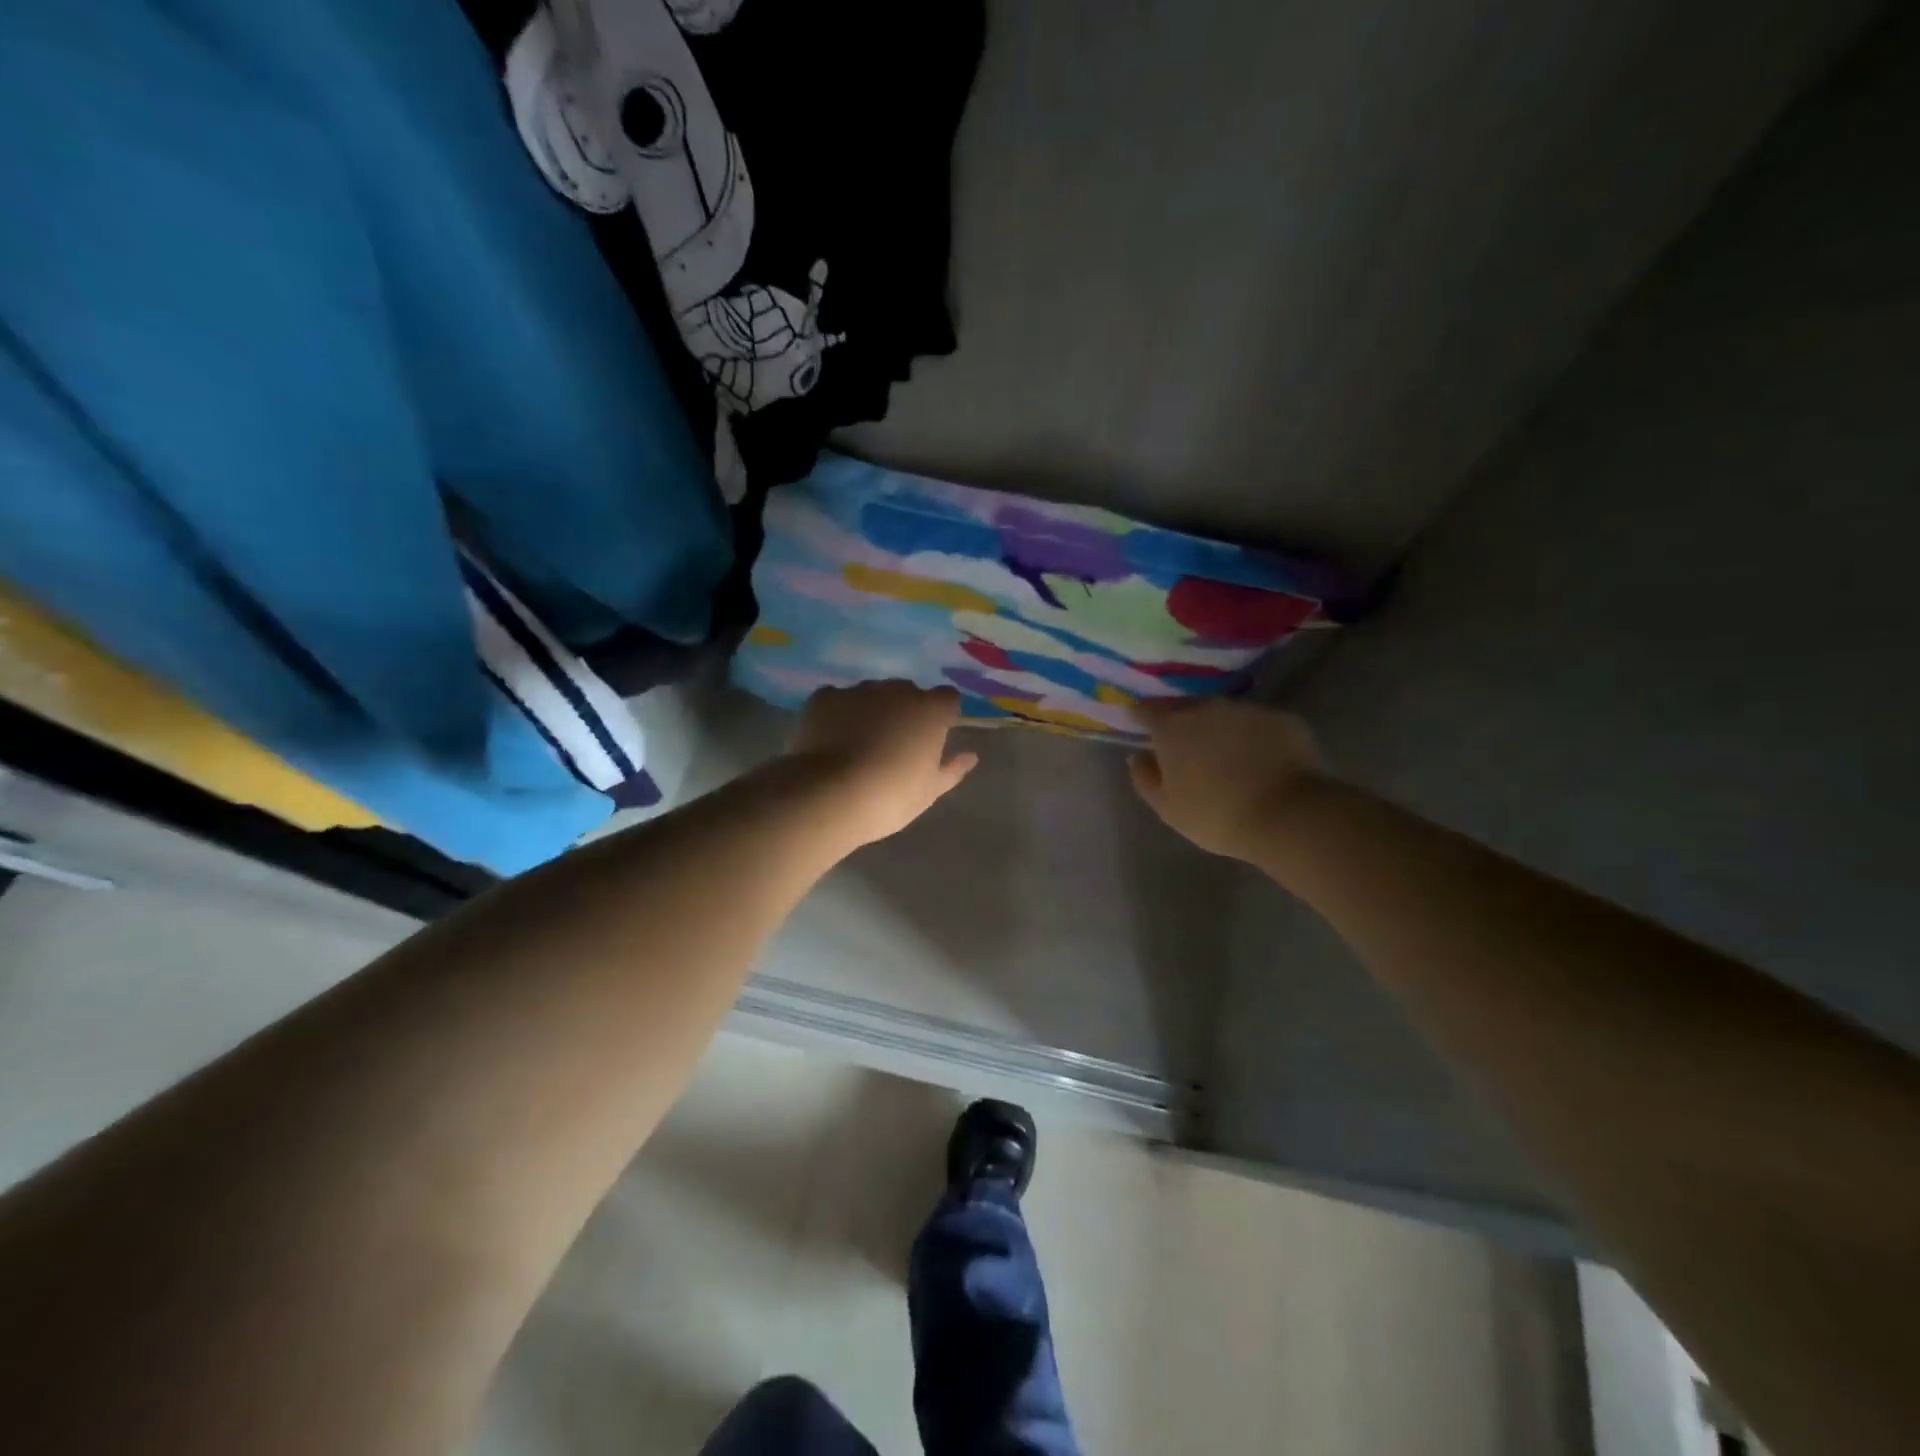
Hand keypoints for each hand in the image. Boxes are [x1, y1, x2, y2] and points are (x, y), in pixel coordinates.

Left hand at [788, 682, 979, 847]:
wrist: (829, 795)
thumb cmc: (890, 797)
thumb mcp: (929, 791)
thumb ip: (952, 770)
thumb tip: (970, 757)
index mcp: (930, 711)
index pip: (947, 699)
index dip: (942, 715)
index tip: (933, 738)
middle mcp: (896, 691)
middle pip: (907, 692)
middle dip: (905, 711)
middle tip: (894, 744)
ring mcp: (858, 691)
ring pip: (871, 694)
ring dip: (871, 711)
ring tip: (858, 743)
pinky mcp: (824, 697)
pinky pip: (838, 699)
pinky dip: (838, 713)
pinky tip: (831, 738)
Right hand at [1127, 697, 1327, 860]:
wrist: (1288, 815)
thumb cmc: (1216, 815)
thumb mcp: (1168, 808)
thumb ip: (1145, 778)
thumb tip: (1139, 756)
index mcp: (1173, 728)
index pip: (1147, 711)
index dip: (1141, 716)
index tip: (1140, 724)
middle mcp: (1208, 708)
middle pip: (1188, 710)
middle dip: (1185, 726)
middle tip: (1190, 751)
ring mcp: (1248, 710)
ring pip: (1226, 716)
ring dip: (1222, 731)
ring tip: (1230, 759)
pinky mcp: (1283, 719)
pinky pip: (1259, 725)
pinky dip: (1256, 738)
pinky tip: (1263, 763)